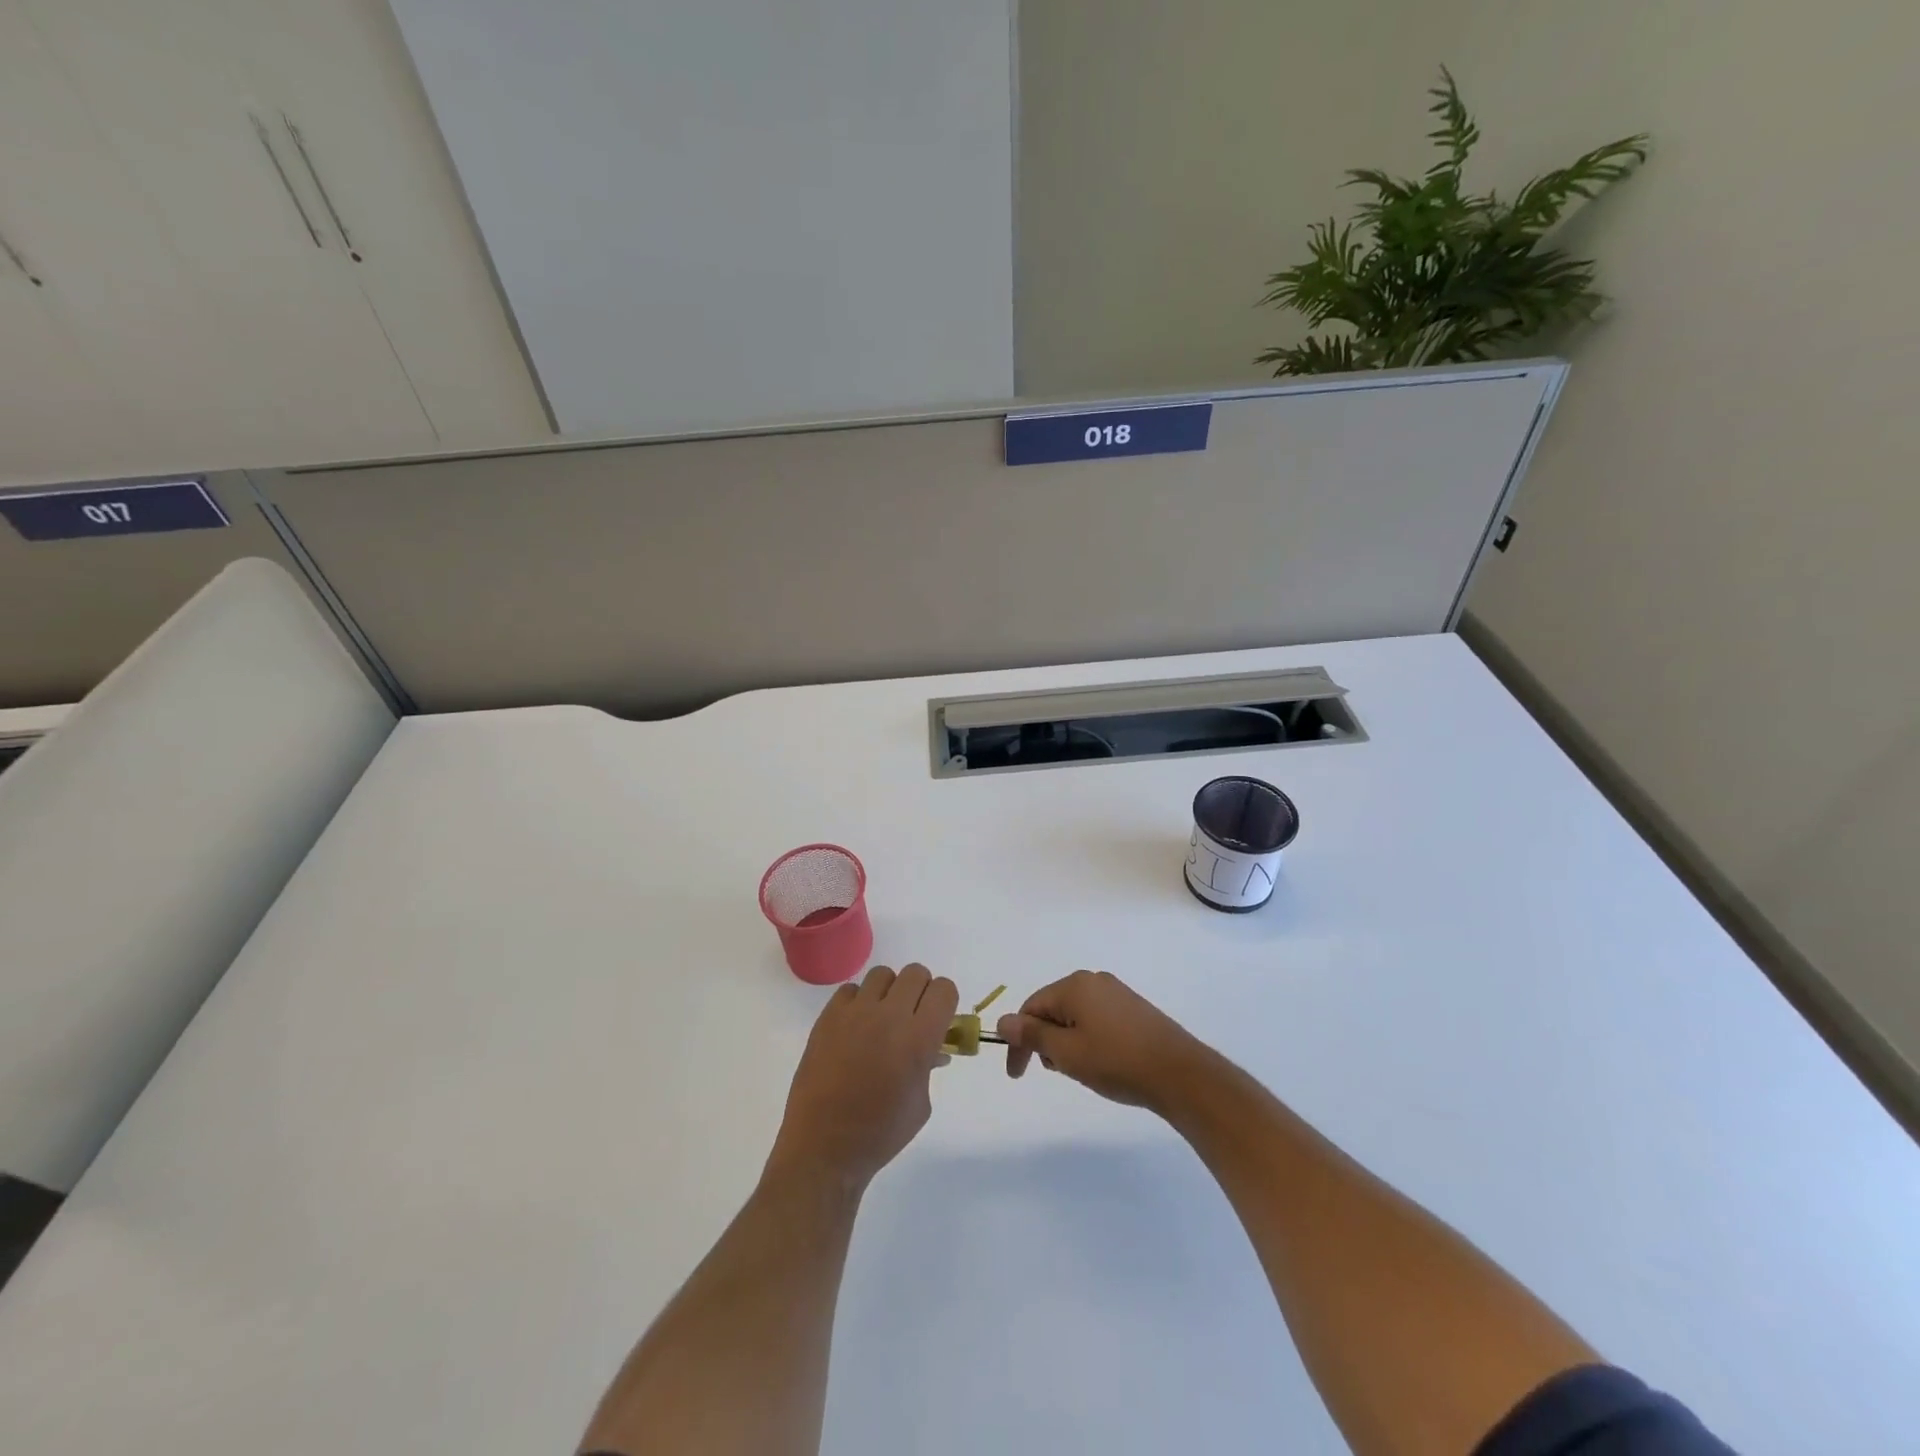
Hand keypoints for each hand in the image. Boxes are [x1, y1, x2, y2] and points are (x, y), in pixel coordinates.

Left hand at [767, 964, 958, 1190]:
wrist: (825, 1147)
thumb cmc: (881, 1133)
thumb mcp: (921, 1103)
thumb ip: (929, 1066)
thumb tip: (933, 1048)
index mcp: (919, 1038)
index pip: (944, 990)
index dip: (945, 1001)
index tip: (939, 1018)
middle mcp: (889, 1016)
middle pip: (916, 973)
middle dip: (920, 992)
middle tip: (913, 1017)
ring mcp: (856, 1013)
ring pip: (883, 974)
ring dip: (889, 992)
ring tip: (882, 1019)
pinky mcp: (828, 1016)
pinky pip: (851, 990)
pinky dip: (858, 1002)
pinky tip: (855, 1028)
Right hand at [997, 970, 1210, 1112]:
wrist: (1179, 1073)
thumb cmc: (1116, 1062)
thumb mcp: (1067, 1052)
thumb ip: (1032, 1035)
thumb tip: (1002, 1021)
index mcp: (1074, 985)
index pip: (1031, 1008)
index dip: (1019, 1041)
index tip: (1018, 1074)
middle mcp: (1094, 980)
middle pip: (1052, 1008)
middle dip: (1045, 1040)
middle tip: (1057, 1071)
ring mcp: (1116, 993)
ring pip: (1074, 1015)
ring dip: (1067, 1042)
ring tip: (1082, 1070)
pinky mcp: (1133, 1008)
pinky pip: (1096, 1018)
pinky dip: (1087, 1039)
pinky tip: (1101, 1062)